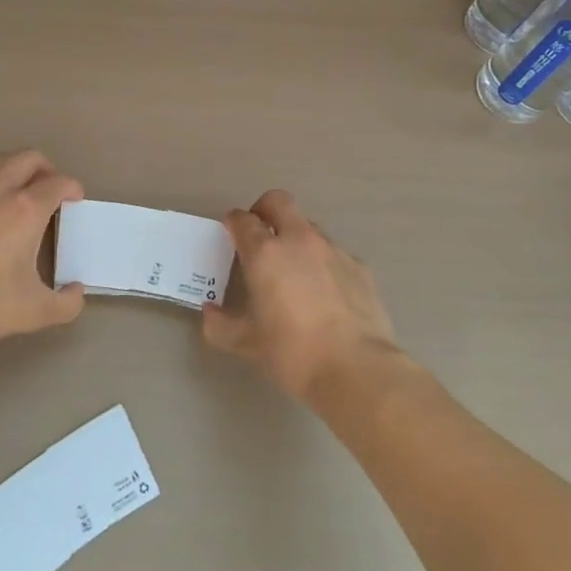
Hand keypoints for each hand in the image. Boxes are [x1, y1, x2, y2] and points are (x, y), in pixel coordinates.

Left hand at [0, 151, 86, 349]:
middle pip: (28, 158)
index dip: (72, 188)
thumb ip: (65, 304)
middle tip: (51, 190)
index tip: (75, 200)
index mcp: (25, 209)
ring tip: (21, 195)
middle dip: (46, 168)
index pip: (57, 182)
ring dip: (16, 171)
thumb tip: (76, 292)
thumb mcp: (32, 312)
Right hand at [203, 190, 397, 403]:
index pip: (243, 220)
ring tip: (294, 271)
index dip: (234, 222)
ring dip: (296, 237)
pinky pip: (334, 253)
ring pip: (309, 227)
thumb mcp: (247, 343)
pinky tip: (325, 294)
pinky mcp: (359, 266)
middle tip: (260, 235)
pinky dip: (323, 263)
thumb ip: (221, 325)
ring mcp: (333, 250)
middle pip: (279, 202)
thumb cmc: (293, 352)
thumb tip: (210, 313)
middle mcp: (299, 240)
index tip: (230, 232)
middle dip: (264, 210)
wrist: (356, 368)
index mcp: (266, 253)